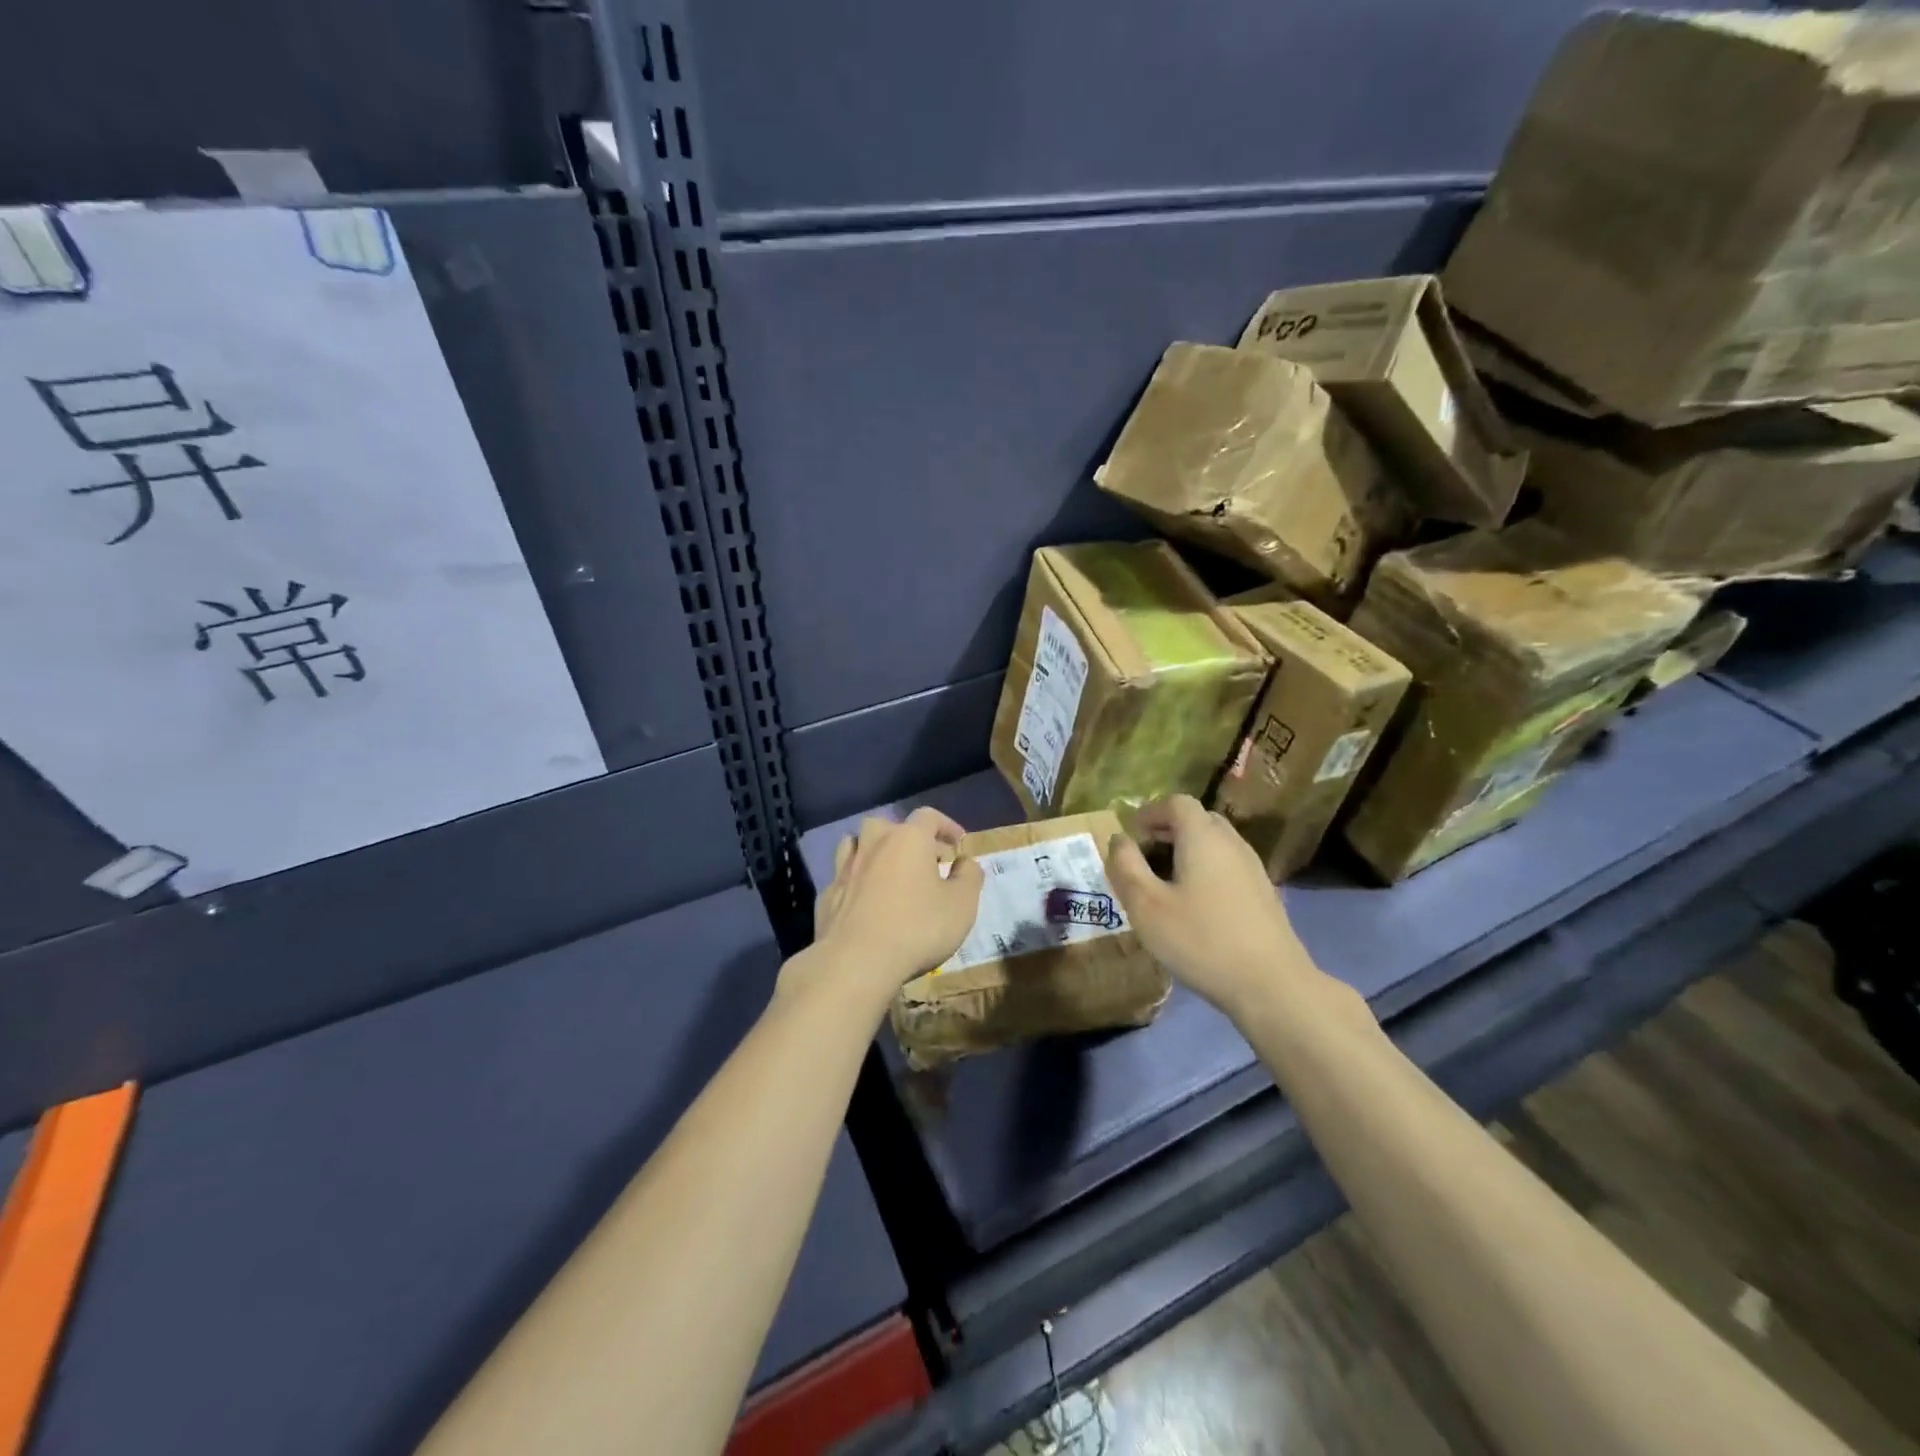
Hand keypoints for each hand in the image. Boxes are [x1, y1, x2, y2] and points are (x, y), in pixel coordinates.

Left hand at [811, 807, 984, 989]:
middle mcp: (874, 843)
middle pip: (889, 825)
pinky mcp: (828, 894)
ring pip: (858, 843)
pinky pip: (845, 876)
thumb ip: (969, 877)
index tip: (958, 844)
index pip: (929, 816)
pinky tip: (867, 901)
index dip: (947, 826)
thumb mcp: (962, 905)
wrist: (856, 962)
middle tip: (927, 861)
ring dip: (876, 851)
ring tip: (891, 872)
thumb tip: (966, 862)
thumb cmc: (917, 928)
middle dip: (909, 838)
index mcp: (908, 839)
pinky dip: (858, 880)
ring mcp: (845, 868)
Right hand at [1105, 795, 1323, 1020]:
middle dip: (1169, 829)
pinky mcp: (1264, 894)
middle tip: (1146, 856)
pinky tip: (1197, 906)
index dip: (1150, 812)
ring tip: (1167, 883)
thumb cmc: (1201, 940)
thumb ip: (1126, 867)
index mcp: (1203, 837)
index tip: (1132, 834)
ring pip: (1216, 843)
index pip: (1177, 802)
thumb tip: (1118, 840)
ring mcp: (1253, 868)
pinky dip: (1208, 870)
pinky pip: (1229, 866)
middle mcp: (1232, 843)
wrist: (1271, 985)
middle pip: (1199, 819)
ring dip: (1189, 851)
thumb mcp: (1146, 906)